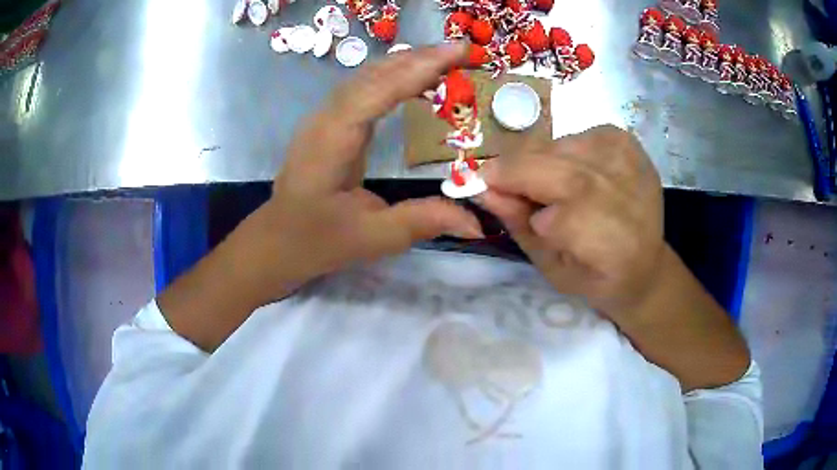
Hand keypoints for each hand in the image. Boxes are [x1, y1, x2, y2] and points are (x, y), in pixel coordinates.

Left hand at [160, 43, 484, 350]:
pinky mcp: (329, 123)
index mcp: (332, 141)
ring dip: (407, 63)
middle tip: (463, 51)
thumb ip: (424, 222)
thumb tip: (478, 223)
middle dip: (419, 57)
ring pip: (366, 76)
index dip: (419, 68)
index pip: (377, 90)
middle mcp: (325, 119)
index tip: (458, 52)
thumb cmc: (317, 240)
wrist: (277, 241)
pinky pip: (363, 89)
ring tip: (447, 59)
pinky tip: (416, 79)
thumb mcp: (372, 238)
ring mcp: (324, 118)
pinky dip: (394, 77)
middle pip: (373, 74)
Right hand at [477, 125, 664, 320]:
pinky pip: (573, 136)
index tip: (489, 198)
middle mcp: (625, 195)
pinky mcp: (625, 140)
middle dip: (514, 171)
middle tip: (494, 181)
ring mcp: (627, 160)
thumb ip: (520, 226)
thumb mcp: (551, 267)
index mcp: (613, 245)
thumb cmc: (596, 274)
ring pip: (559, 146)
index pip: (557, 215)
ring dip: (538, 162)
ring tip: (547, 185)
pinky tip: (572, 172)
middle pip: (556, 168)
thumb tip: (482, 189)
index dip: (515, 200)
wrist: (646, 260)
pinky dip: (559, 152)